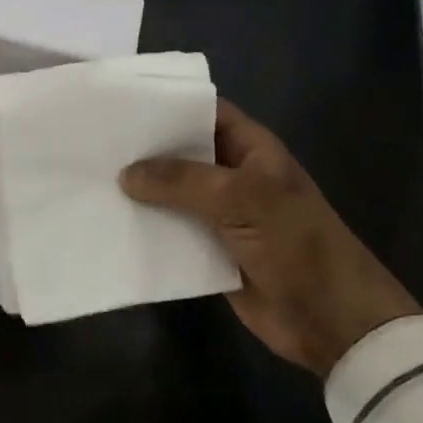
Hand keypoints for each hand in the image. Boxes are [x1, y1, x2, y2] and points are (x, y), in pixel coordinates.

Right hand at [120, 100, 421, 376]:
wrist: (331, 321)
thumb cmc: (295, 243)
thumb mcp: (242, 198)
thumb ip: (182, 181)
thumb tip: (126, 173)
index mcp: (249, 148)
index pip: (203, 111)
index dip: (166, 104)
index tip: (120, 101)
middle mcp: (232, 174)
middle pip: (182, 152)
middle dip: (144, 148)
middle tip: (92, 140)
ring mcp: (220, 213)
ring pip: (172, 193)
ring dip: (140, 191)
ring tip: (90, 177)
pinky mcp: (209, 250)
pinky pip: (172, 231)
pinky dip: (146, 228)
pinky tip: (109, 222)